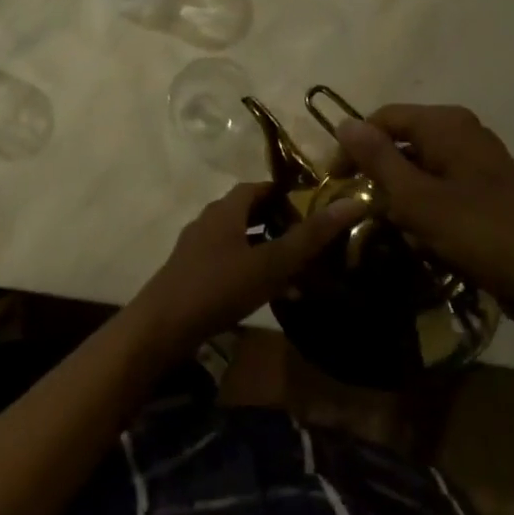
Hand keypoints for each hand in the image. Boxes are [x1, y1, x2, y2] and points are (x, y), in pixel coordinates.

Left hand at [130, 182, 362, 357]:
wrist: (161, 327)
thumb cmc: (218, 287)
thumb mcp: (270, 263)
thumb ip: (310, 236)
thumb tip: (352, 203)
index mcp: (224, 210)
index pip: (257, 187)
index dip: (284, 192)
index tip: (313, 204)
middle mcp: (208, 221)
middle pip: (247, 211)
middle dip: (278, 220)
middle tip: (310, 235)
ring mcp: (196, 248)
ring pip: (238, 238)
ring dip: (265, 246)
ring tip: (296, 266)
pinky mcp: (191, 274)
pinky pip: (228, 261)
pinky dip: (250, 268)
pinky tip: (268, 293)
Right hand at [333, 106, 513, 333]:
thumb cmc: (479, 233)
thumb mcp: (416, 198)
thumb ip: (377, 158)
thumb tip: (343, 122)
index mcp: (445, 123)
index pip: (382, 118)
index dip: (353, 147)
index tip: (335, 184)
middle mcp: (464, 131)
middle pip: (402, 140)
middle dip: (378, 174)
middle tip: (361, 209)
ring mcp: (480, 159)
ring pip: (421, 166)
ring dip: (401, 194)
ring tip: (393, 228)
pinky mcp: (491, 187)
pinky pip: (443, 185)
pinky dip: (426, 205)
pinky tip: (425, 237)